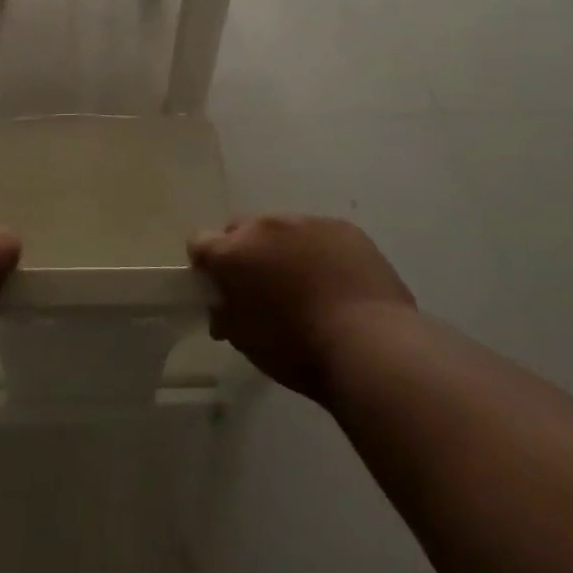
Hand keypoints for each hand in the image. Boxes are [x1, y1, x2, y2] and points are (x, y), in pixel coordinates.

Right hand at [189, 215, 414, 404]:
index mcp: (234, 253)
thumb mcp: (247, 342)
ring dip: (284, 250)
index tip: (220, 289)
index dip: (206, 266)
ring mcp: (307, 222)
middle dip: (245, 253)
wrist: (372, 346)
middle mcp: (265, 227)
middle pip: (241, 230)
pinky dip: (320, 252)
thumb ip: (226, 315)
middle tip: (262, 288)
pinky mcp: (344, 228)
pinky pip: (320, 234)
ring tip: (306, 286)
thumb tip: (223, 306)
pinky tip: (336, 283)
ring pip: (283, 230)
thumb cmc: (299, 350)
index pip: (200, 244)